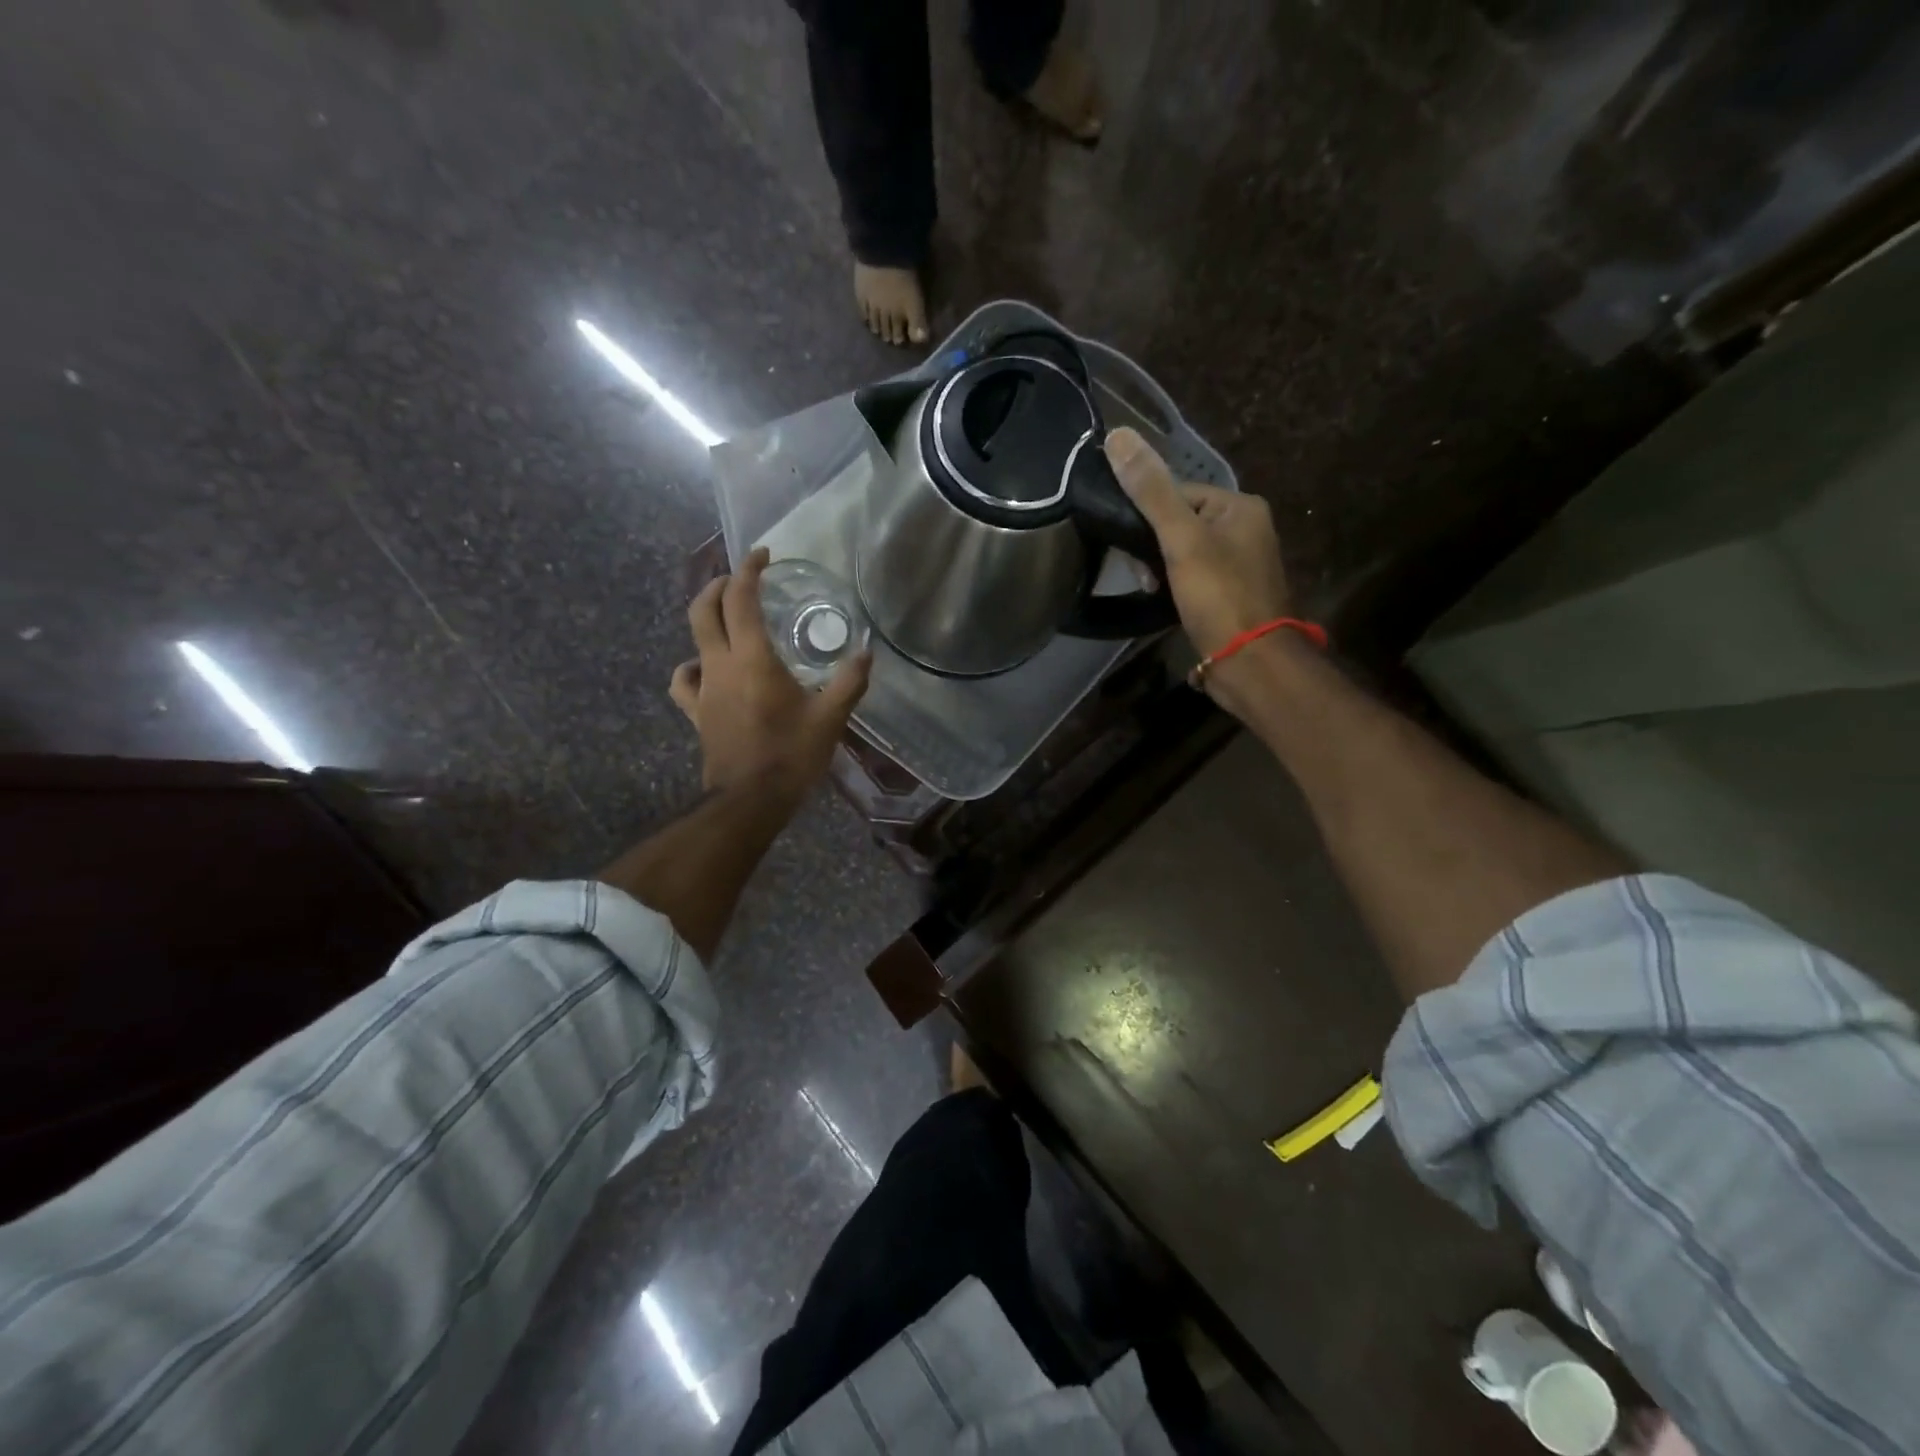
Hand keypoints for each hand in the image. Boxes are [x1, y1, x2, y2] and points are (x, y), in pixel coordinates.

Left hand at [669, 548, 871, 798]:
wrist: (749, 801)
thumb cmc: (791, 756)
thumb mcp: (830, 718)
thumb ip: (849, 682)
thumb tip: (866, 653)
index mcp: (753, 659)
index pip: (741, 599)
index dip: (748, 570)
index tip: (763, 555)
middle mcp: (721, 665)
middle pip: (704, 609)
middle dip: (719, 585)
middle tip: (741, 579)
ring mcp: (704, 689)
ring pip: (691, 640)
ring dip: (706, 619)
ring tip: (726, 620)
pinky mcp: (698, 713)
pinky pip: (684, 680)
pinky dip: (692, 666)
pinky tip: (705, 669)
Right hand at [1104, 427, 1291, 656]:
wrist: (1250, 661)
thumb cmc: (1219, 594)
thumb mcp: (1181, 539)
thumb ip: (1150, 491)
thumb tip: (1117, 435)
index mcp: (1241, 506)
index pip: (1179, 492)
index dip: (1148, 515)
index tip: (1131, 543)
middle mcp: (1246, 529)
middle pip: (1181, 522)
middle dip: (1153, 547)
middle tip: (1143, 574)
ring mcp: (1240, 565)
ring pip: (1184, 553)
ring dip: (1160, 569)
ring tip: (1151, 590)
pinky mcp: (1231, 595)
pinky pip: (1193, 578)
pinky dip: (1175, 587)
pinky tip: (1164, 601)